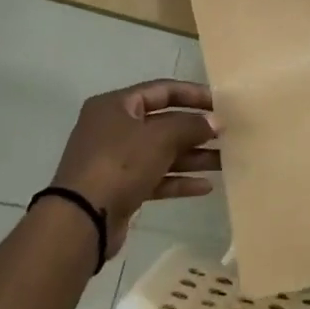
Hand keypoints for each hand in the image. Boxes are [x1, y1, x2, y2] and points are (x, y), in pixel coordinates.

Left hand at [49, 79, 219, 255]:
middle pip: (163, 123)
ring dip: (193, 156)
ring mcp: (116, 160)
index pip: (161, 90)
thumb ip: (192, 125)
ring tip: (225, 161)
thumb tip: (216, 122)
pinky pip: (156, 178)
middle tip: (227, 134)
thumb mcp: (160, 137)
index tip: (221, 103)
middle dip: (196, 129)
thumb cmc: (120, 164)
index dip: (193, 94)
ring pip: (162, 152)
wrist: (82, 219)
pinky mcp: (121, 188)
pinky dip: (179, 180)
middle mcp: (114, 128)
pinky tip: (205, 186)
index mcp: (115, 106)